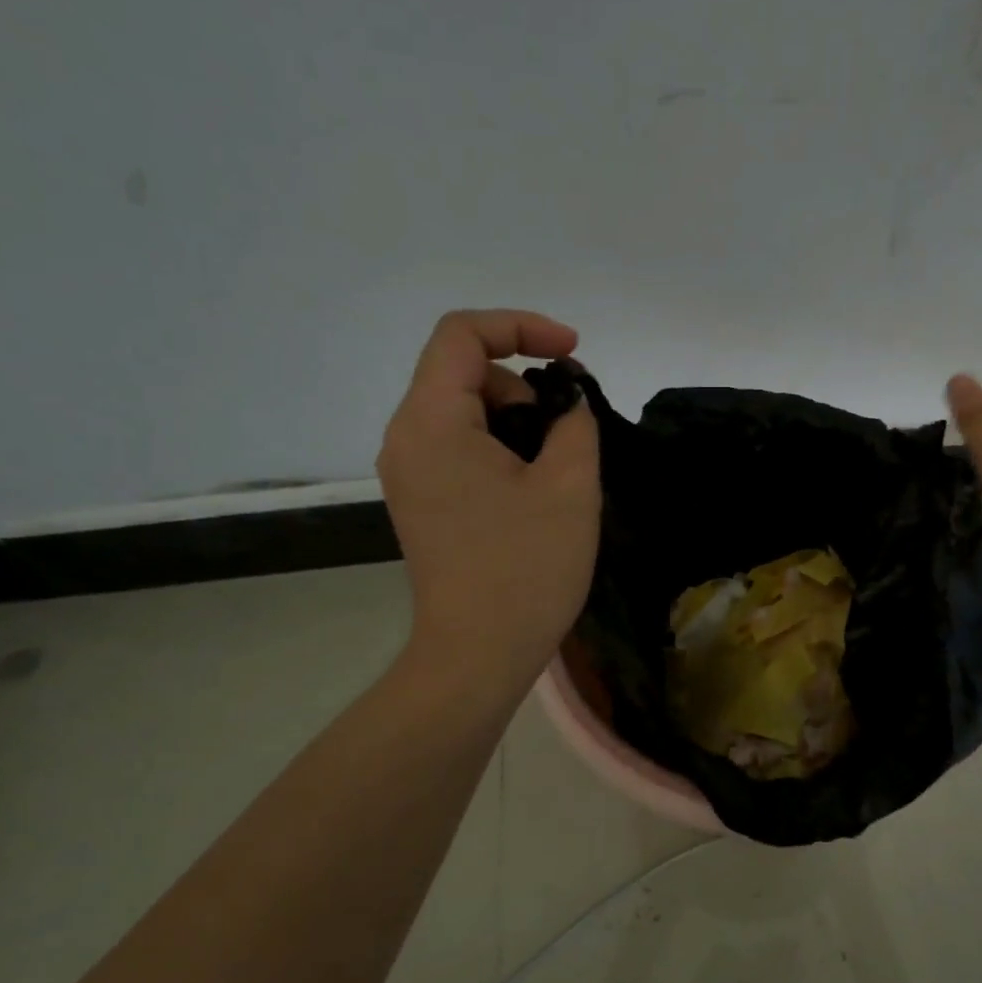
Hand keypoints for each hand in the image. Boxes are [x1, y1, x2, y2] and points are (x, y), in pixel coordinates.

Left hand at [378, 310, 600, 697]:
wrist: (477, 655)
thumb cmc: (526, 568)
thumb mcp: (571, 486)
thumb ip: (575, 422)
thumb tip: (566, 403)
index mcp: (432, 422)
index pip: (462, 334)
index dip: (522, 327)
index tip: (573, 355)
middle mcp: (406, 438)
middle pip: (462, 371)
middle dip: (523, 383)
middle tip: (569, 432)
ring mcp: (409, 473)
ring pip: (463, 411)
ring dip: (516, 419)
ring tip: (556, 470)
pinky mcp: (421, 501)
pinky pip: (459, 447)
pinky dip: (500, 447)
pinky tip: (533, 489)